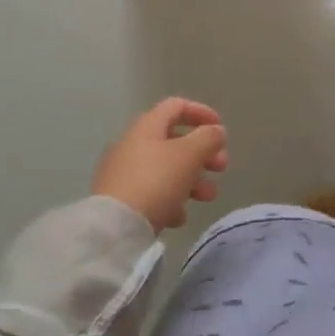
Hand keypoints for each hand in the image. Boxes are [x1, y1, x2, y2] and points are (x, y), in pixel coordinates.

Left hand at [93, 97, 229, 231]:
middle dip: (202, 153)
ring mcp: (123, 173)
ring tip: (208, 197)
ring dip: (192, 179)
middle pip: (174, 141)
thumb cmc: (156, 181)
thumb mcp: (190, 155)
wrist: (113, 229)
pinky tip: (179, 218)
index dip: (201, 113)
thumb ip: (208, 138)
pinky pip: (151, 193)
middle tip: (221, 168)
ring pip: (165, 169)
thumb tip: (216, 131)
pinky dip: (170, 200)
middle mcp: (132, 144)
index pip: (177, 106)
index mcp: (147, 126)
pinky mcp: (119, 201)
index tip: (221, 128)